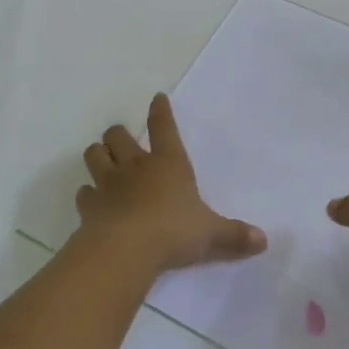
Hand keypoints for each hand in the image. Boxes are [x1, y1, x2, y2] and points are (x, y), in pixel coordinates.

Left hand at [76, 94, 266, 275]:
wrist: (125, 249)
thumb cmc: (173, 232)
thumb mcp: (211, 234)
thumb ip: (235, 235)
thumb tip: (264, 241)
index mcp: (168, 163)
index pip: (164, 127)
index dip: (161, 111)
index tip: (157, 98)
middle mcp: (135, 166)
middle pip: (117, 135)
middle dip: (118, 134)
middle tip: (122, 140)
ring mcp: (108, 184)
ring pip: (94, 155)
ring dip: (98, 155)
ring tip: (103, 160)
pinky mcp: (89, 206)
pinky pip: (84, 192)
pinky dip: (88, 194)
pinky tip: (93, 200)